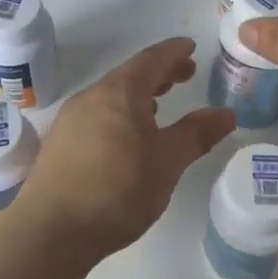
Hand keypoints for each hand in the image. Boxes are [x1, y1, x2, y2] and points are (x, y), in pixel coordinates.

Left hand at [14, 37, 236, 258]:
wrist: (51, 231)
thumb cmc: (118, 190)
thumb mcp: (167, 162)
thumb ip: (197, 134)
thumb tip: (226, 113)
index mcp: (120, 92)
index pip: (152, 59)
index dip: (174, 52)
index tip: (191, 47)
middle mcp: (92, 97)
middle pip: (130, 74)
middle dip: (160, 72)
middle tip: (186, 75)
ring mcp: (71, 119)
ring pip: (111, 95)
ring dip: (139, 94)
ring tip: (160, 105)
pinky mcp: (59, 142)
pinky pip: (97, 113)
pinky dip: (120, 112)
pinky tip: (128, 135)